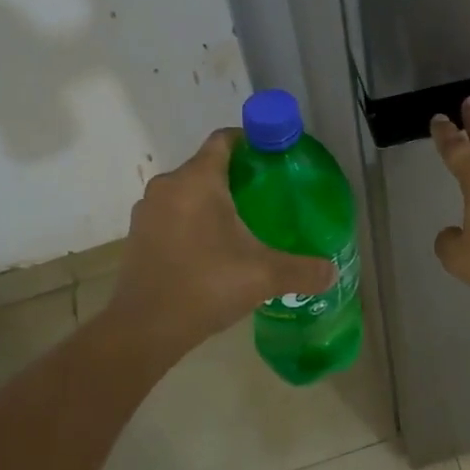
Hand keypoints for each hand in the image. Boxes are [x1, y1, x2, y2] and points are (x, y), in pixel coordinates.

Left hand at [104, 129, 335, 360]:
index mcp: (198, 180)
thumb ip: (303, 270)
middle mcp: (168, 186)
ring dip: (211, 201)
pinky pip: (172, 215)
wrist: (143, 329)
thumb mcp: (264, 276)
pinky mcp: (137, 236)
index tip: (273, 157)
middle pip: (206, 166)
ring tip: (242, 224)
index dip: (250, 141)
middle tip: (267, 197)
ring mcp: (148, 211)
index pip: (224, 140)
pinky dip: (192, 222)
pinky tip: (212, 250)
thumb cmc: (206, 286)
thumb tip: (332, 272)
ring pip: (187, 192)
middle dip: (236, 176)